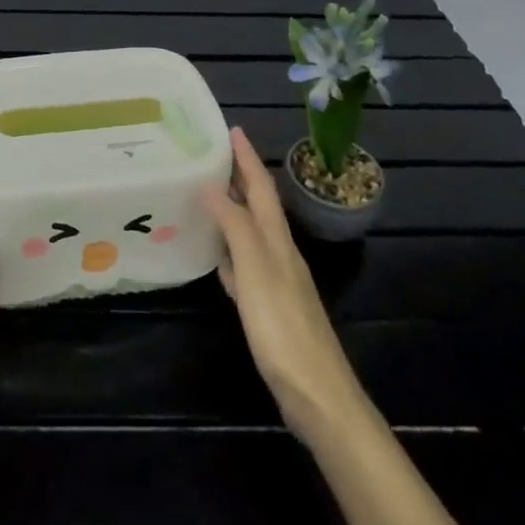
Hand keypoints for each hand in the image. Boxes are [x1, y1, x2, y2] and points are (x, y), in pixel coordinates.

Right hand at [201, 127, 372, 447]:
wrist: (318, 396)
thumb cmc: (283, 328)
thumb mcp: (257, 271)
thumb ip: (235, 226)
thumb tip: (212, 185)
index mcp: (277, 240)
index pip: (262, 187)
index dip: (247, 157)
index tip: (231, 129)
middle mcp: (279, 253)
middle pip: (259, 206)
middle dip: (240, 177)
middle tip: (210, 155)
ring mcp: (276, 282)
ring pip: (251, 233)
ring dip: (233, 210)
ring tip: (207, 195)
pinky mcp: (269, 309)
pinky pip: (245, 266)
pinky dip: (230, 252)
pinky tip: (217, 258)